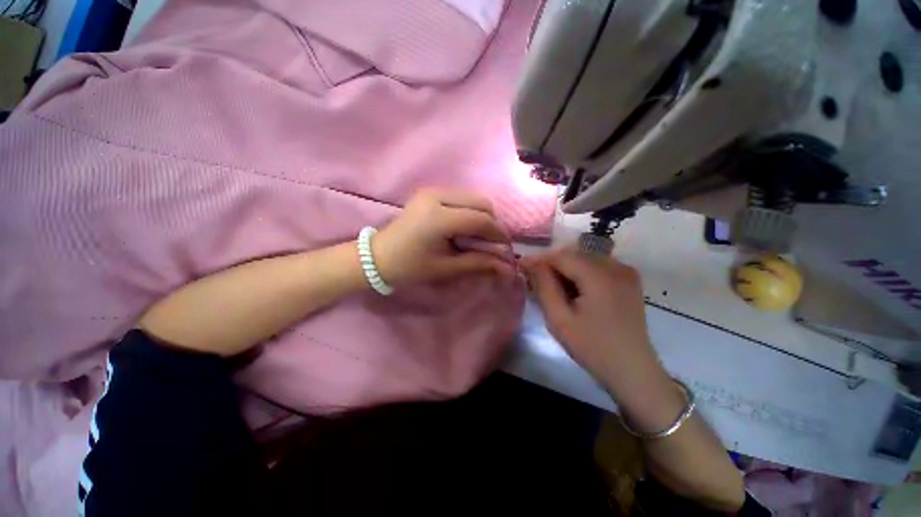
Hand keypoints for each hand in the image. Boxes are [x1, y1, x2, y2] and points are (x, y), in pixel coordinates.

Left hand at [373, 189, 514, 284]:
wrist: (378, 256)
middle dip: (492, 223)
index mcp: (438, 217)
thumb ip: (479, 263)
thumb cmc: (410, 267)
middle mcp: (436, 196)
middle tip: (492, 243)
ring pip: (473, 197)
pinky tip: (465, 228)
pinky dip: (470, 211)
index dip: (498, 234)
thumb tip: (509, 268)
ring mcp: (432, 190)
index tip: (506, 248)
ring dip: (482, 216)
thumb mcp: (446, 268)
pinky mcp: (430, 192)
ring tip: (479, 237)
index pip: (480, 219)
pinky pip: (461, 197)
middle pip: (481, 202)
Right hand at [523, 248, 681, 428]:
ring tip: (555, 289)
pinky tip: (575, 291)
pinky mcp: (629, 280)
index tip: (522, 268)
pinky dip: (581, 273)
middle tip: (536, 282)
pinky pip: (597, 266)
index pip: (561, 255)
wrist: (633, 370)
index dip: (539, 260)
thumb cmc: (592, 347)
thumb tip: (530, 262)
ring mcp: (625, 272)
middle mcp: (615, 266)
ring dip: (566, 269)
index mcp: (599, 275)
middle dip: (552, 265)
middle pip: (573, 254)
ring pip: (584, 258)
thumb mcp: (559, 318)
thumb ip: (544, 285)